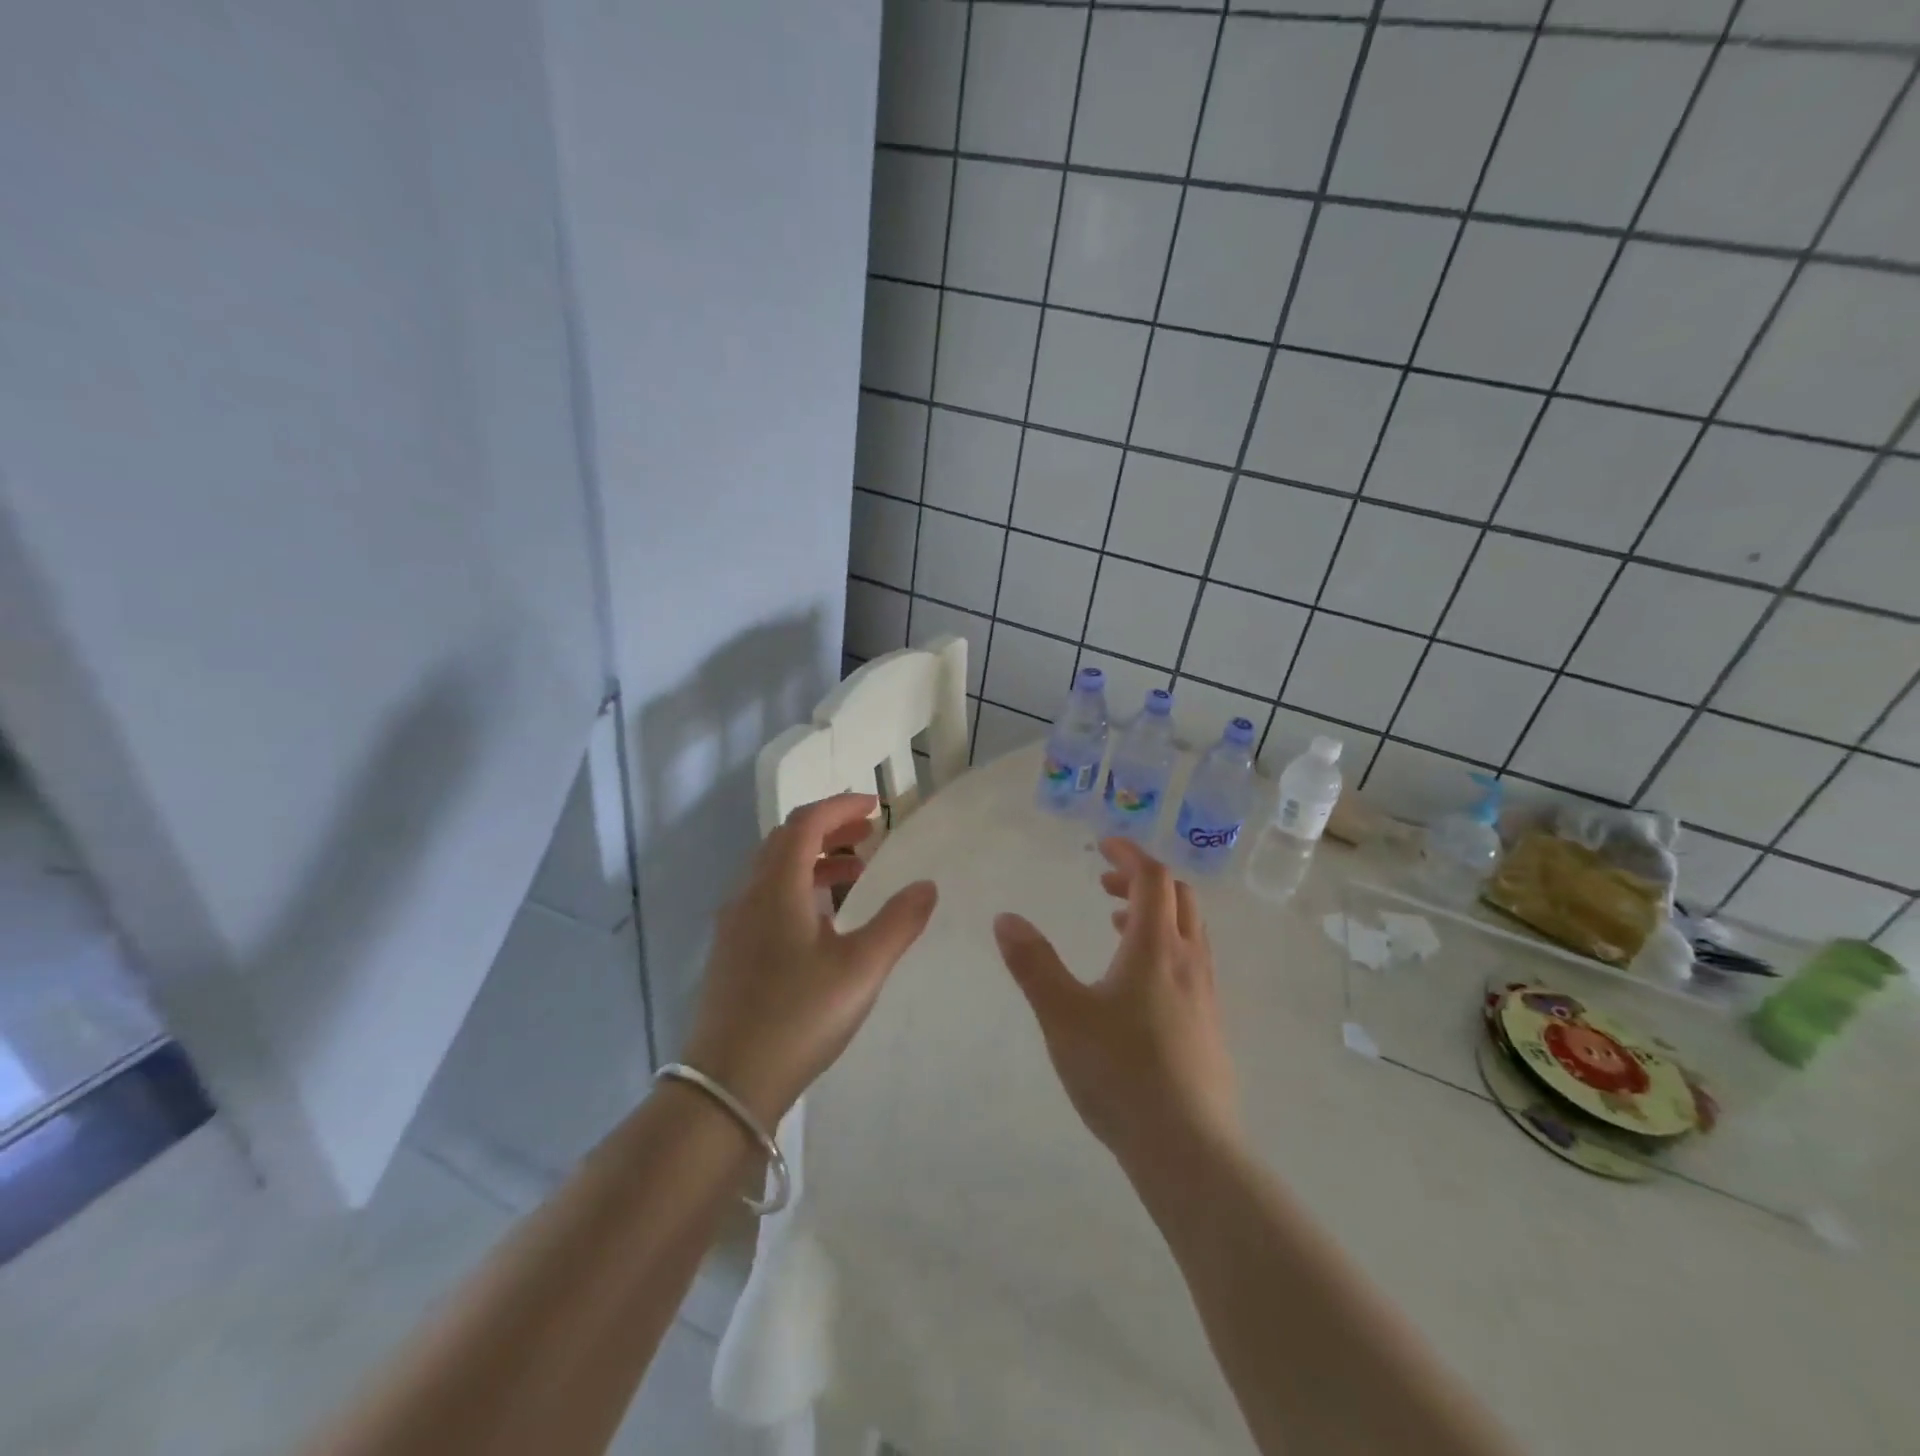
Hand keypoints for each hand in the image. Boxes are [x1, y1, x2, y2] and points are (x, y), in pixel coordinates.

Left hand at [680, 793, 936, 1127]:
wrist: (726, 1086)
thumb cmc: (798, 1018)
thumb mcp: (861, 970)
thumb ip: (898, 923)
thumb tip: (927, 885)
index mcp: (776, 888)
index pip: (804, 823)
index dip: (840, 807)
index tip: (875, 806)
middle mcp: (748, 897)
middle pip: (785, 841)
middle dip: (828, 829)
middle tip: (869, 833)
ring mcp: (734, 927)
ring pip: (774, 871)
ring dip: (814, 860)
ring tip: (856, 873)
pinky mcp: (732, 954)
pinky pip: (767, 899)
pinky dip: (799, 888)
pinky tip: (824, 921)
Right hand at [993, 840, 1238, 1171]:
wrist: (1188, 1150)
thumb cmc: (1120, 1073)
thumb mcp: (1062, 1015)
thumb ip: (1033, 964)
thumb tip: (1005, 918)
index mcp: (1155, 948)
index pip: (1153, 878)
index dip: (1129, 855)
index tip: (1102, 846)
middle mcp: (1188, 961)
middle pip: (1179, 898)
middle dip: (1142, 880)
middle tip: (1104, 885)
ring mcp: (1205, 995)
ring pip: (1189, 931)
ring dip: (1155, 914)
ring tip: (1116, 925)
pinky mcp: (1210, 1026)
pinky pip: (1191, 963)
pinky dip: (1164, 947)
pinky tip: (1137, 984)